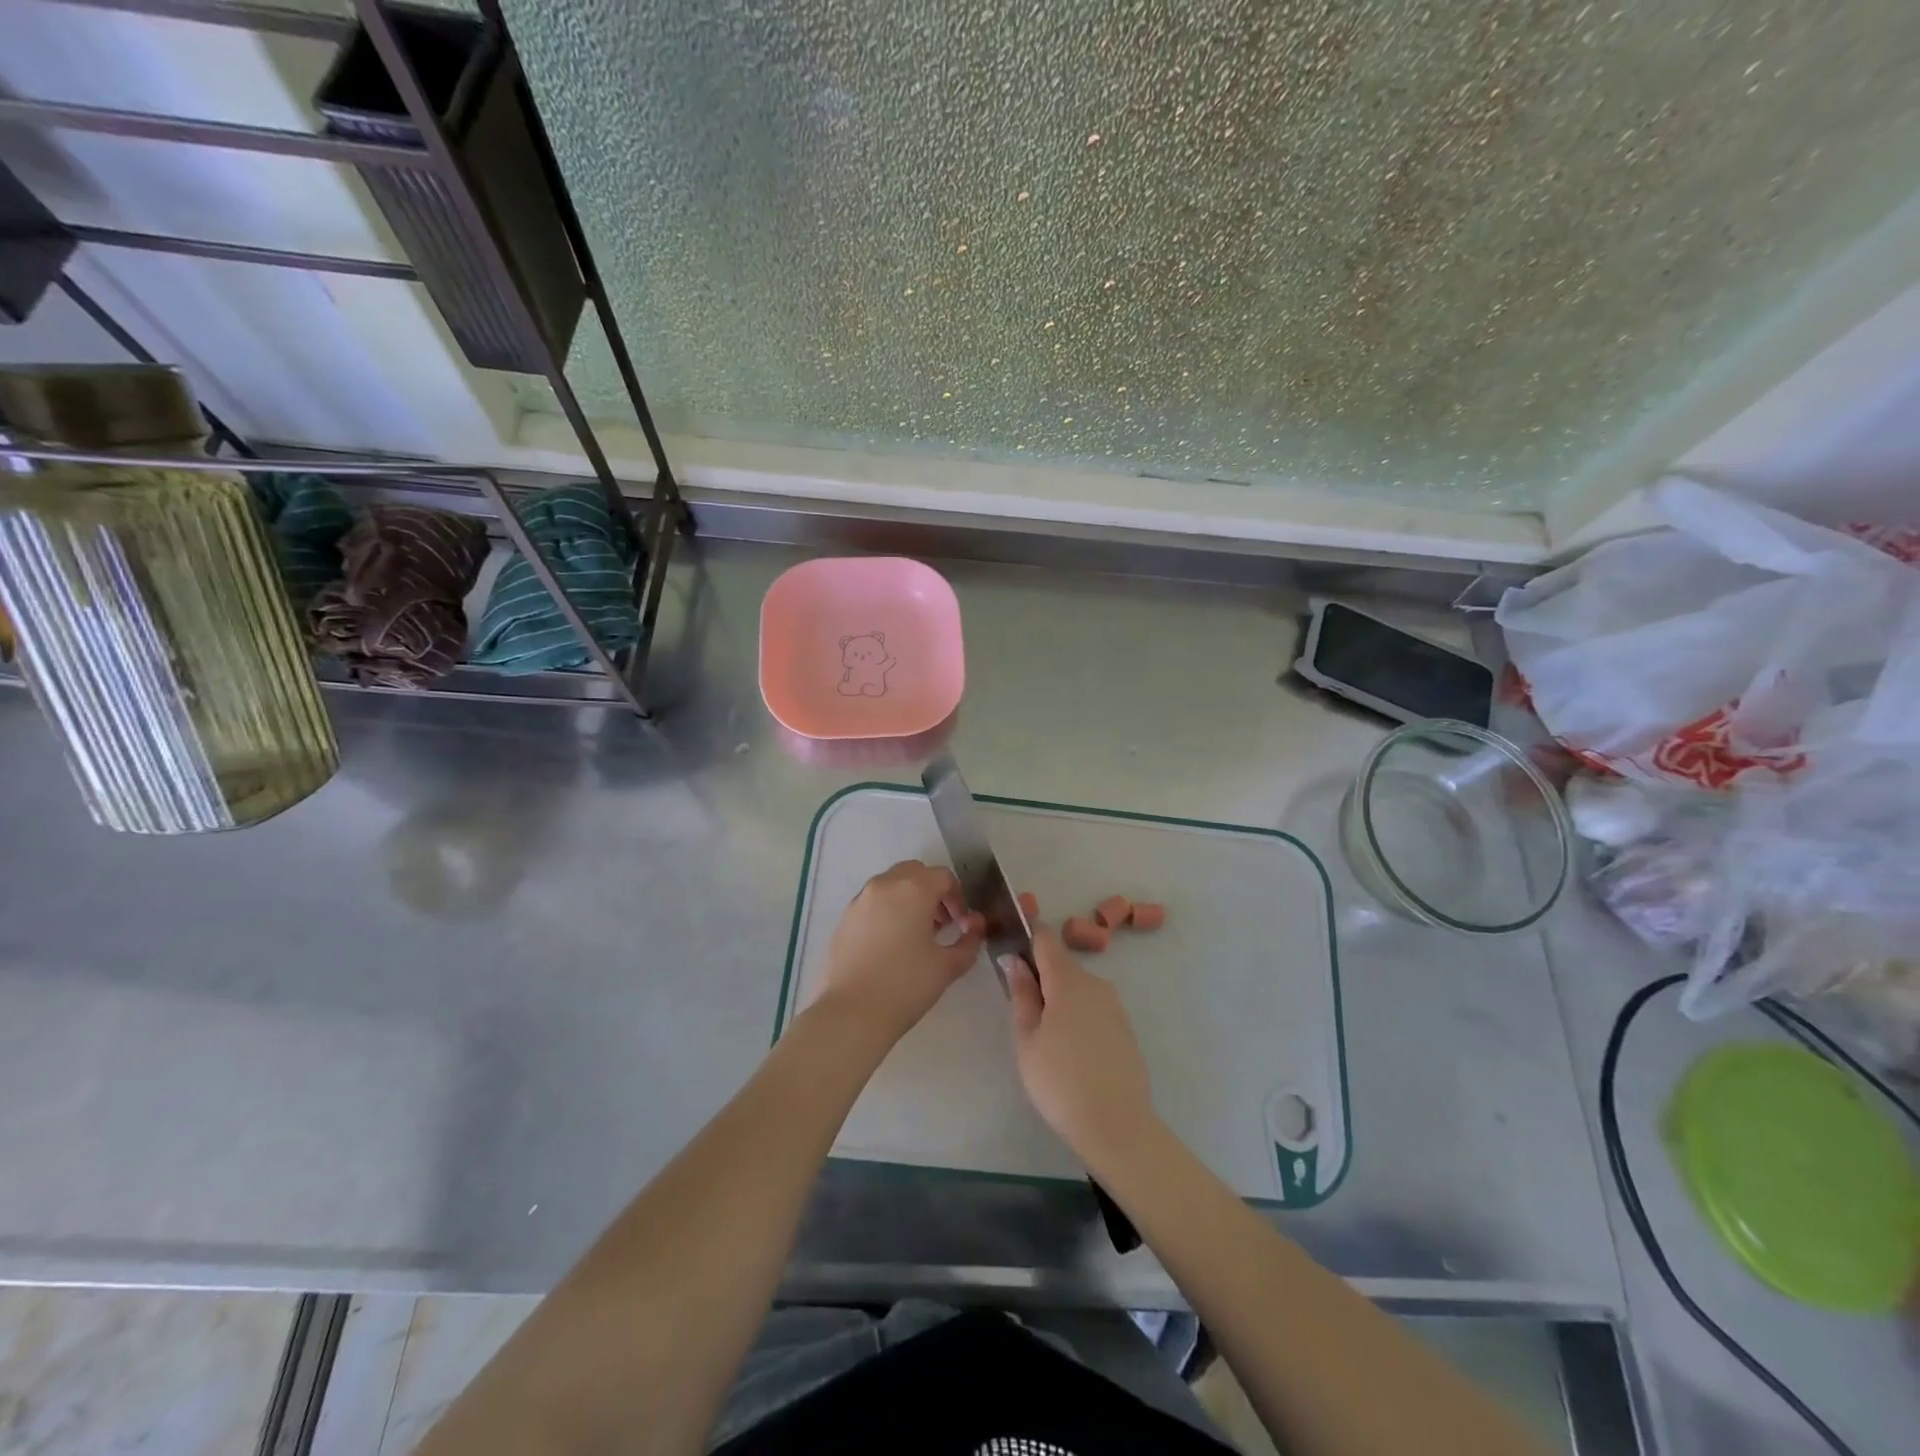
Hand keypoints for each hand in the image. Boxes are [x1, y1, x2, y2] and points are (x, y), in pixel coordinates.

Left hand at [817, 860, 984, 1045]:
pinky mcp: (844, 919)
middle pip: (915, 873)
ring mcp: (859, 900)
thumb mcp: (948, 965)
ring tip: (915, 936)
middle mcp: (884, 885)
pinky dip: (887, 912)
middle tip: (941, 924)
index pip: (943, 877)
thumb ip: (969, 941)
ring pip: (891, 885)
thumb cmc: (906, 985)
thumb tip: (974, 926)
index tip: (961, 925)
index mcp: (913, 888)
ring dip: (908, 900)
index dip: (958, 898)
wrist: (851, 1013)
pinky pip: (872, 903)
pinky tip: (890, 946)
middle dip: (932, 892)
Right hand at [1003, 922, 1157, 1170]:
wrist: (1118, 1126)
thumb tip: (1014, 960)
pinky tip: (1071, 1051)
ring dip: (1060, 999)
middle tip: (1021, 1012)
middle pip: (1062, 965)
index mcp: (1068, 980)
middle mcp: (1096, 983)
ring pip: (1078, 988)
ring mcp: (1114, 1005)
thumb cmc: (1060, 1082)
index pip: (1045, 938)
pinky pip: (1094, 1008)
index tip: (1010, 950)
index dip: (1026, 937)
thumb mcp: (1027, 1039)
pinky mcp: (1125, 1027)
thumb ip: (1021, 994)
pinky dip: (1078, 1017)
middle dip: (1040, 977)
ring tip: (1045, 1039)